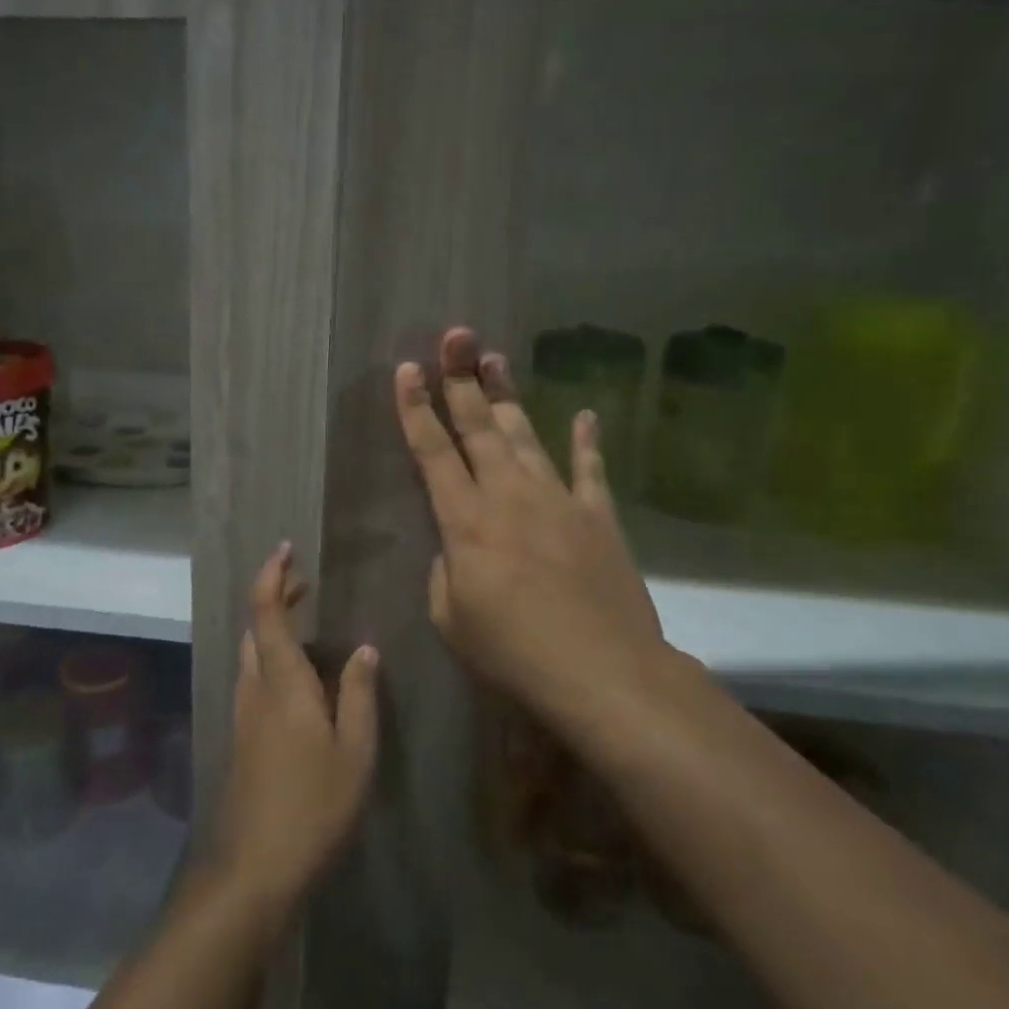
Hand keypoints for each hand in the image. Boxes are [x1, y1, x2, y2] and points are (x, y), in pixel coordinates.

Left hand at [212, 544, 379, 910]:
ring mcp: (244, 713)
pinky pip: (254, 676)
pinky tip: (298, 676)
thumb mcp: (355, 751)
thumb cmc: (313, 806)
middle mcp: (255, 688)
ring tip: (305, 620)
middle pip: (255, 627)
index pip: (266, 613)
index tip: (286, 549)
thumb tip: (364, 648)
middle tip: (305, 583)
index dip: (272, 576)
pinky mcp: (242, 736)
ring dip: (272, 626)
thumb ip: (358, 694)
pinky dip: (270, 654)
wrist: (255, 867)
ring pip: (250, 651)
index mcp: (282, 683)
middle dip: (275, 597)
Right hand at [394, 327, 700, 737]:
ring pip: (527, 436)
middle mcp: (509, 496)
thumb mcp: (452, 619)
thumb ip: (446, 573)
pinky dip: (588, 441)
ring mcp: (558, 501)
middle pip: (479, 427)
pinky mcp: (598, 517)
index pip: (432, 452)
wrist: (602, 671)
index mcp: (465, 521)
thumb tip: (457, 549)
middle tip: (455, 337)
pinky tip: (587, 414)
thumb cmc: (513, 652)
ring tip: (496, 360)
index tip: (406, 370)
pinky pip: (591, 470)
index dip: (415, 409)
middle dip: (461, 380)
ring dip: (508, 397)